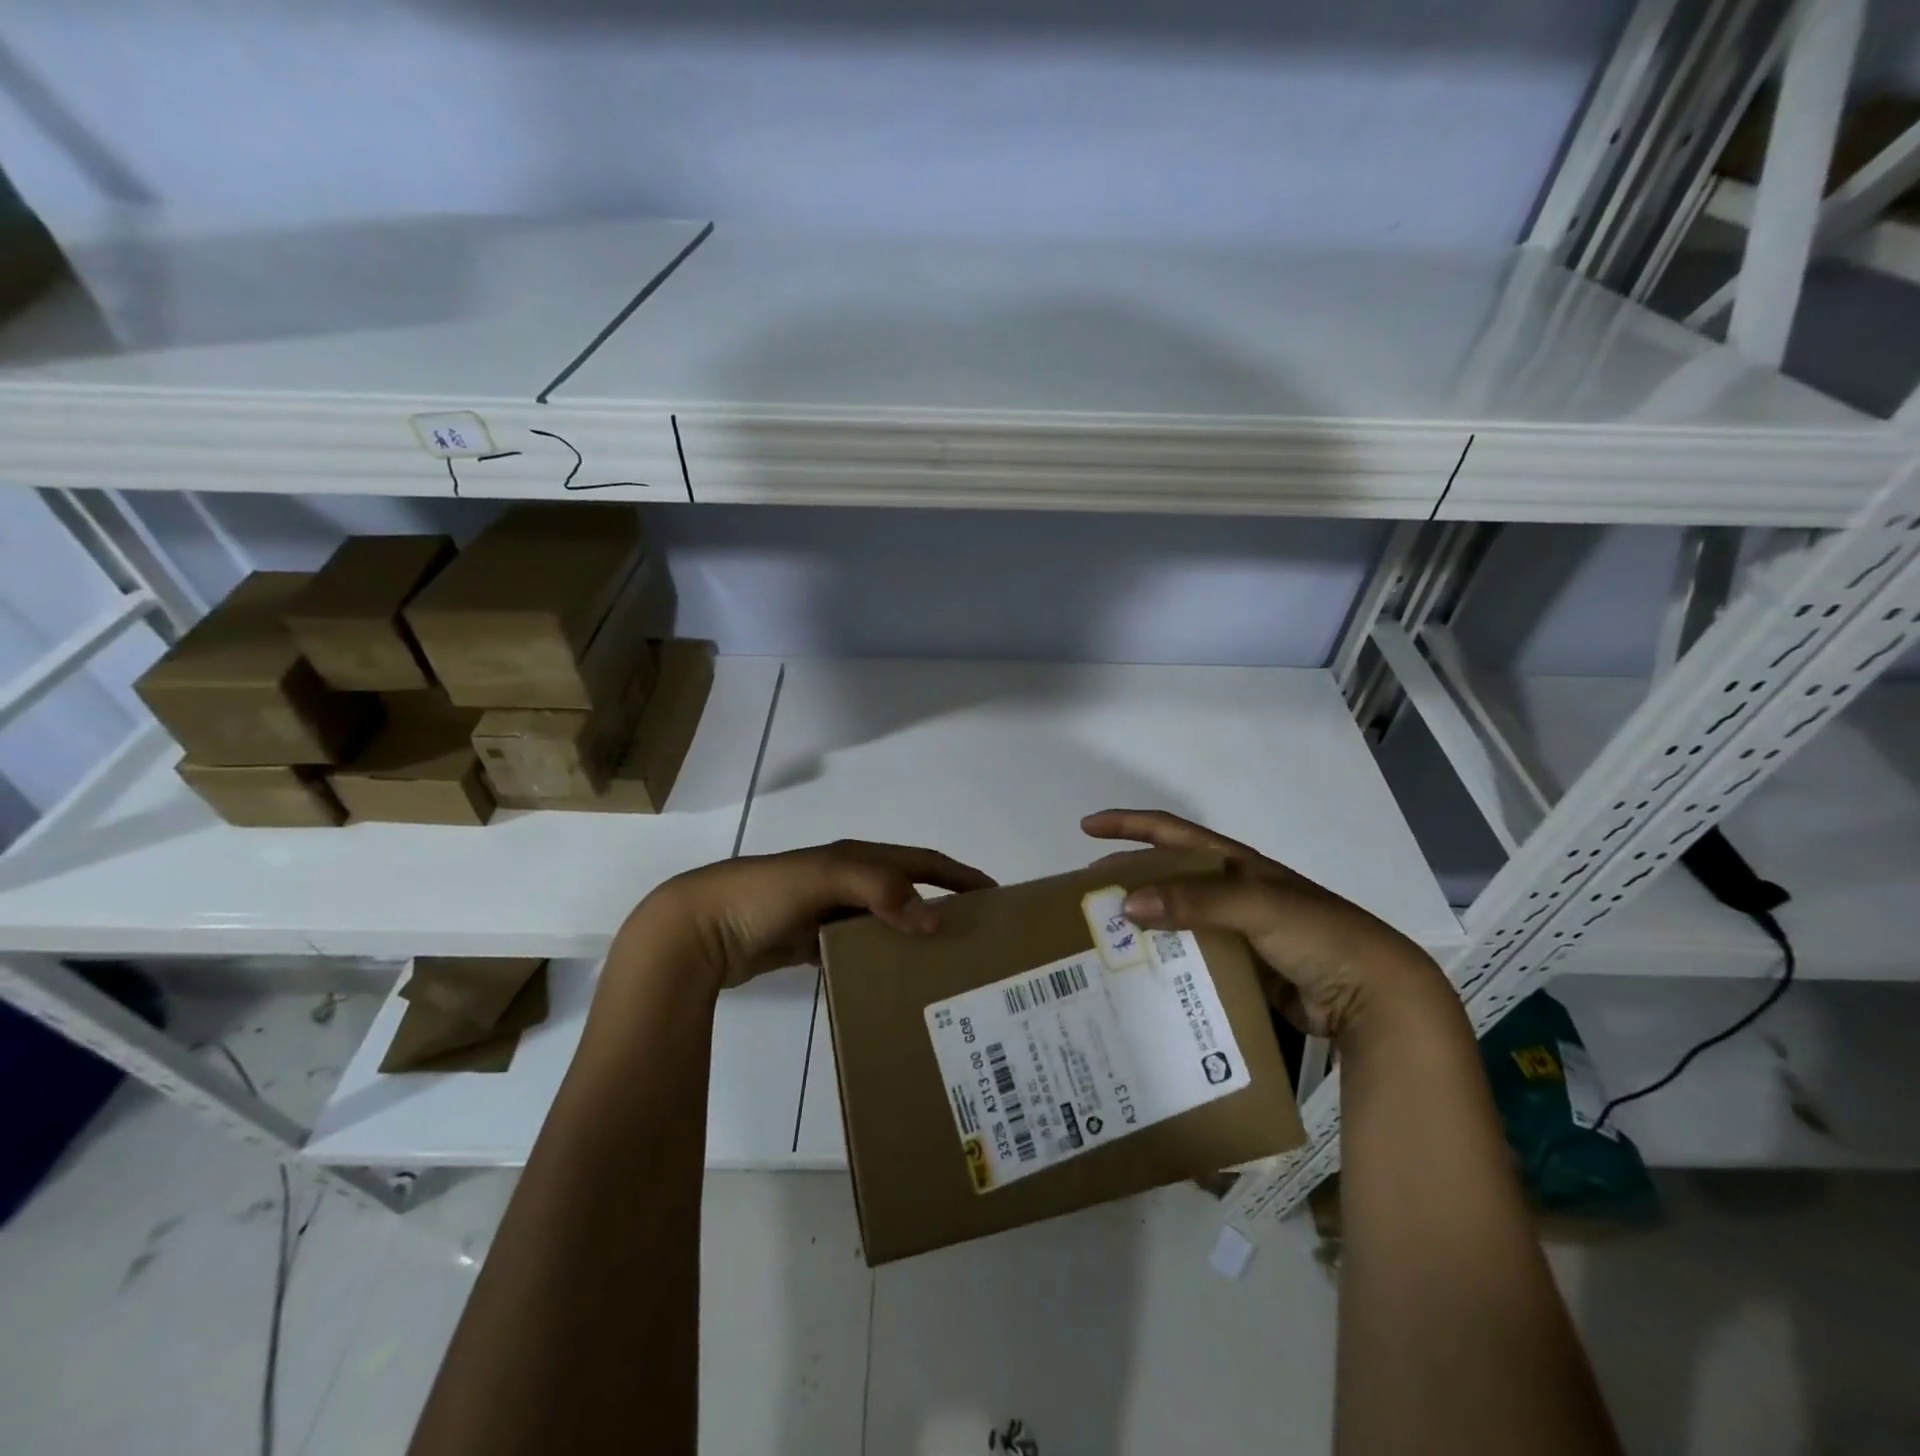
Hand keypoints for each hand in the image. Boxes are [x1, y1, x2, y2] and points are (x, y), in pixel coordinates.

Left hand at [619, 840, 994, 990]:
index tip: (997, 896)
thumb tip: (932, 919)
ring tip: (942, 967)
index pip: (922, 861)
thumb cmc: (766, 893)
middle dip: (944, 906)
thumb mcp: (825, 878)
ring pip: (884, 922)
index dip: (959, 875)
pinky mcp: (810, 942)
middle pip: (908, 890)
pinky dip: (879, 960)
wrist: (699, 927)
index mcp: (857, 857)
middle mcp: (848, 880)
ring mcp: (828, 912)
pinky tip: (893, 982)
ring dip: (913, 937)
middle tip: (976, 939)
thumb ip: (879, 891)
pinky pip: (858, 948)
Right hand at [1082, 809, 1442, 1040]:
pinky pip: (1191, 958)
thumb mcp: (1257, 906)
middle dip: (1127, 879)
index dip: (1128, 825)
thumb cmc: (1318, 934)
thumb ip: (1195, 901)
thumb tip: (1128, 904)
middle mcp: (1230, 891)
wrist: (1375, 995)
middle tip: (1087, 896)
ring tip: (1104, 941)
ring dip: (1143, 926)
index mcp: (1233, 864)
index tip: (1086, 828)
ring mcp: (1236, 931)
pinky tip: (1143, 978)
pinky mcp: (1242, 968)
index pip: (1170, 832)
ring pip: (1175, 921)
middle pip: (1166, 876)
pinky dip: (1166, 963)